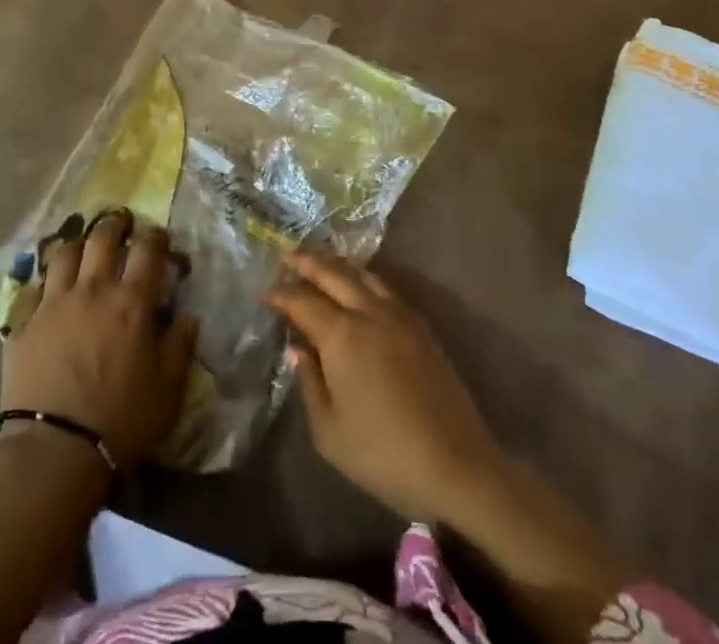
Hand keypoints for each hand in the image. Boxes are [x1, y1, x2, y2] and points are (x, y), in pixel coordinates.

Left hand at [1, 210, 197, 469]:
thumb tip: (189, 317)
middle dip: (114, 224)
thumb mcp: (167, 390)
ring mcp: (54, 303)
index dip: (155, 237)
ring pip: (64, 253)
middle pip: (102, 238)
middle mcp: (93, 290)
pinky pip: (34, 288)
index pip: (147, 249)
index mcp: (131, 302)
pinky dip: (45, 281)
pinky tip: (49, 288)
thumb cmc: (121, 422)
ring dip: (77, 243)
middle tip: (121, 223)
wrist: (54, 452)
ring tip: (82, 247)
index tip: (159, 237)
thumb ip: (179, 347)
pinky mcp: (23, 324)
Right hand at [265, 250, 506, 524]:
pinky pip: (382, 287)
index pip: (302, 300)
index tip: (262, 291)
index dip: (280, 293)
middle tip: (284, 254)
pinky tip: (355, 285)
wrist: (456, 465)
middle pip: (332, 273)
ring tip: (316, 261)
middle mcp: (368, 312)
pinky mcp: (419, 325)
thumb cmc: (384, 455)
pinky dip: (360, 277)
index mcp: (342, 335)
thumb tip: (299, 349)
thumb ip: (309, 384)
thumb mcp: (330, 433)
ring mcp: (398, 314)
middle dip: (305, 261)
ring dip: (334, 263)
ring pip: (360, 273)